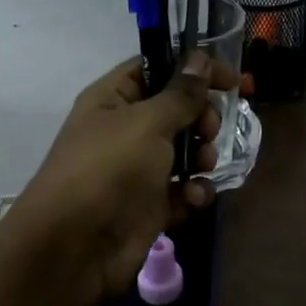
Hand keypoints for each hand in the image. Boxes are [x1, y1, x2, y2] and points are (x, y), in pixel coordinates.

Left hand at [4, 53, 238, 305]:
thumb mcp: (147, 122)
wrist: (76, 247)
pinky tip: (193, 198)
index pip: (156, 68)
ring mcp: (138, 169)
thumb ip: (181, 93)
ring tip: (202, 166)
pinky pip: (183, 190)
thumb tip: (200, 58)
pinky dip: (194, 192)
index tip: (229, 79)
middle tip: (209, 128)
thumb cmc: (109, 169)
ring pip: (185, 151)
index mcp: (113, 99)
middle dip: (201, 117)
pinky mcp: (150, 205)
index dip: (192, 68)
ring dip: (202, 155)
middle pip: (176, 110)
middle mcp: (125, 130)